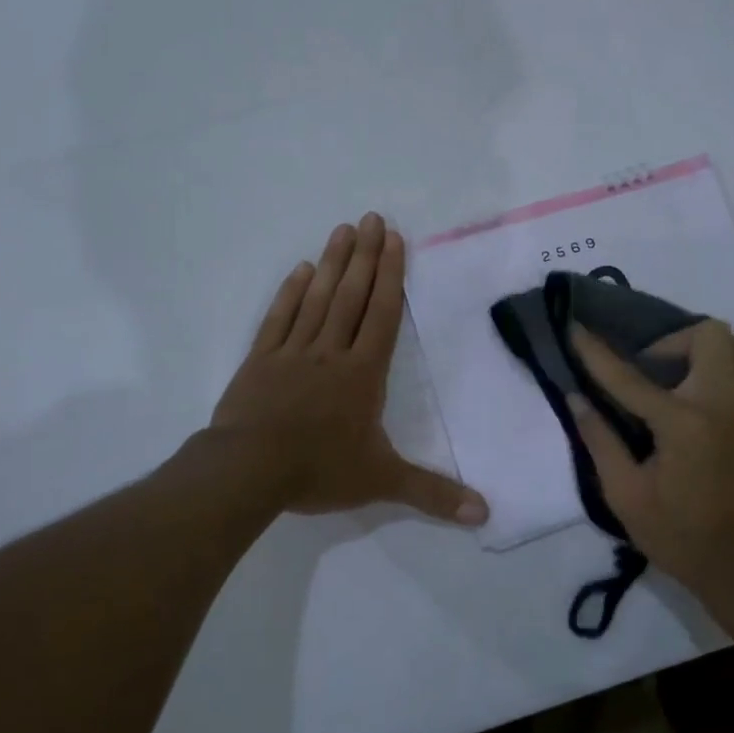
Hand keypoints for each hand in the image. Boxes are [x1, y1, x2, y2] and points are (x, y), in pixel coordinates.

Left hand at [212, 213, 488, 526]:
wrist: (248, 471)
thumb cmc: (318, 470)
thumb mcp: (382, 482)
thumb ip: (432, 493)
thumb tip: (484, 514)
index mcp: (362, 373)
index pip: (382, 314)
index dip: (390, 276)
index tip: (394, 240)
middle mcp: (330, 351)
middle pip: (351, 295)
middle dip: (364, 255)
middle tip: (371, 218)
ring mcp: (292, 351)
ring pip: (317, 298)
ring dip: (331, 263)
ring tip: (342, 230)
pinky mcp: (260, 359)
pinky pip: (279, 317)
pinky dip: (290, 292)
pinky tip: (299, 270)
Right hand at [569, 320, 733, 616]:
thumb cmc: (680, 537)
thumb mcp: (625, 496)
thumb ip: (599, 441)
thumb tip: (575, 398)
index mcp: (681, 423)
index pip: (628, 376)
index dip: (595, 351)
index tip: (576, 328)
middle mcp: (725, 405)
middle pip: (709, 335)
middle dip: (675, 342)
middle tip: (657, 370)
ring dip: (720, 352)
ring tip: (699, 376)